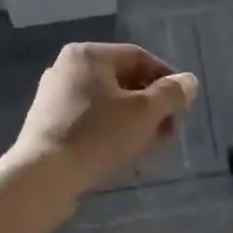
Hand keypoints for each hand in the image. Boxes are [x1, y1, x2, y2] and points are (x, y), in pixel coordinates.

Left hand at [8, 43, 199, 198]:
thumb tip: (189, 82)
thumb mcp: (145, 112)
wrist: (43, 176)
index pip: (140, 57)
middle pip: (123, 81)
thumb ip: (171, 94)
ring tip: (150, 146)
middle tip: (170, 132)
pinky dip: (111, 131)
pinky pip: (90, 121)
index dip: (168, 80)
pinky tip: (123, 154)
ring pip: (108, 104)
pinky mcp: (48, 125)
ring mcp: (54, 97)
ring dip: (135, 121)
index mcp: (88, 55)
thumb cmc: (98, 135)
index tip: (183, 107)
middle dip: (152, 106)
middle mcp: (67, 69)